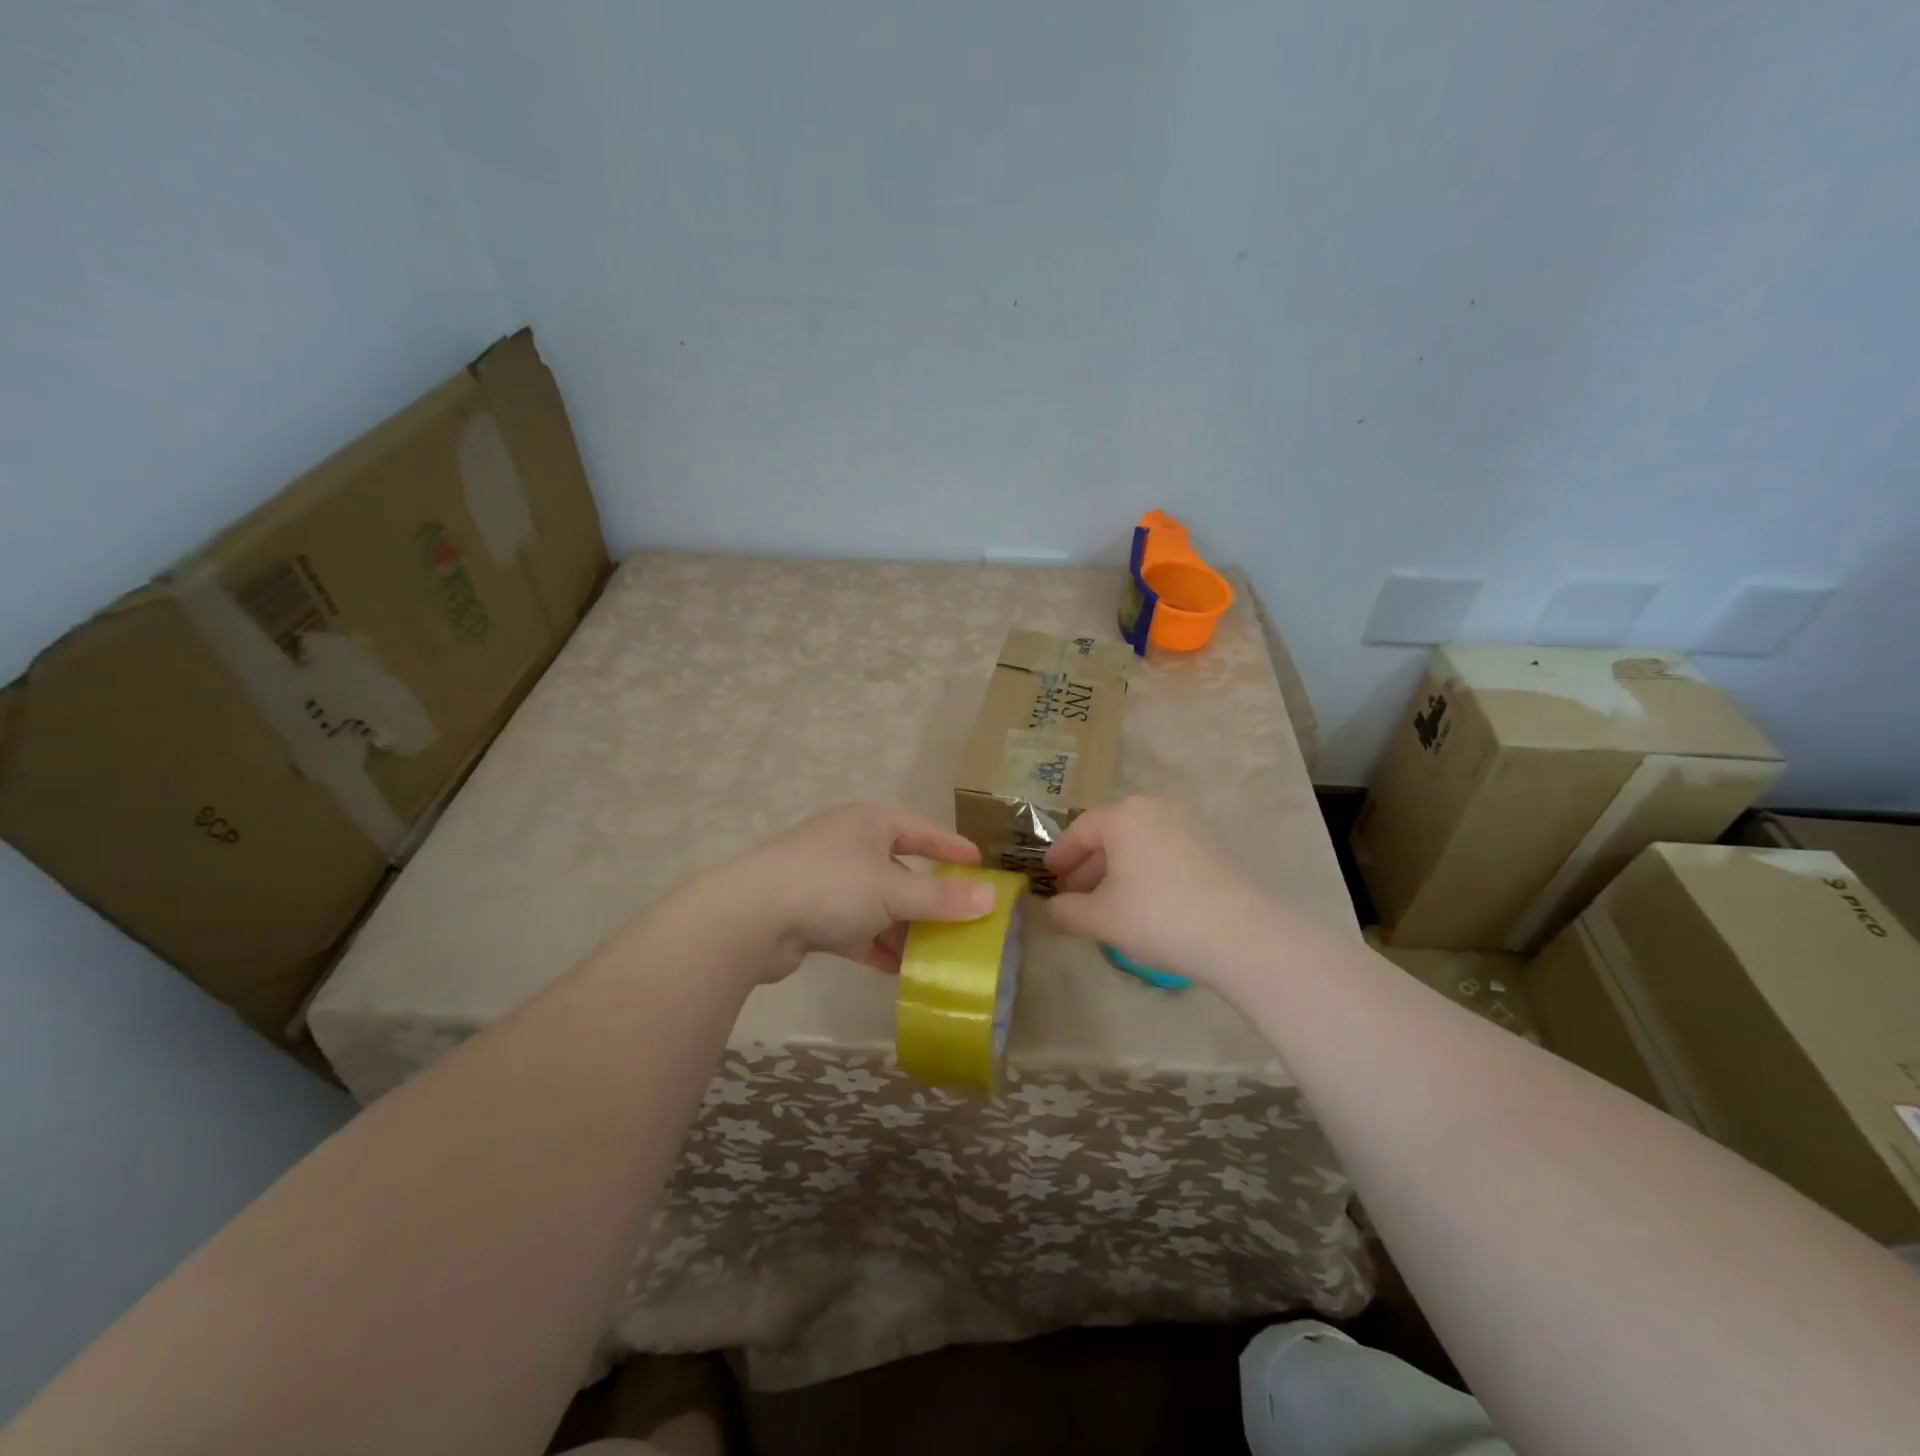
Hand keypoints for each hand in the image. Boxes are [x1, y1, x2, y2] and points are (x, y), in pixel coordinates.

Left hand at [722, 804, 991, 980]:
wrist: (751, 918)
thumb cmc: (832, 886)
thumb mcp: (894, 891)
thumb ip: (942, 899)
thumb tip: (992, 898)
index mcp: (870, 824)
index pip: (921, 831)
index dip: (952, 847)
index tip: (980, 865)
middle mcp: (849, 846)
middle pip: (900, 870)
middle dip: (929, 899)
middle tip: (963, 919)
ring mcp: (827, 882)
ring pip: (878, 905)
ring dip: (905, 929)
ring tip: (938, 953)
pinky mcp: (811, 916)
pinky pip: (856, 930)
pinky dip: (877, 947)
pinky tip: (900, 970)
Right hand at [1042, 796, 1280, 989]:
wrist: (1241, 934)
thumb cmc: (1158, 916)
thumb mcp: (1101, 918)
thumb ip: (1066, 911)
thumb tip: (1050, 909)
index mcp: (1124, 816)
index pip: (1080, 830)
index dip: (1060, 855)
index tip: (1048, 876)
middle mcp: (1156, 809)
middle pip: (1110, 834)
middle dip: (1088, 866)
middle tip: (1073, 895)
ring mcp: (1190, 825)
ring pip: (1139, 844)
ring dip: (1116, 871)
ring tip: (1106, 904)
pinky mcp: (1213, 847)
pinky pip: (1165, 852)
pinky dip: (1145, 872)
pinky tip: (1143, 904)